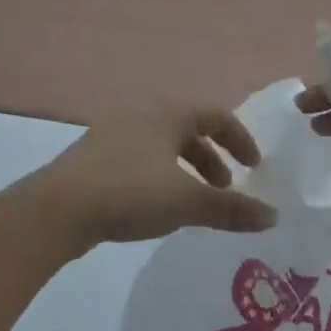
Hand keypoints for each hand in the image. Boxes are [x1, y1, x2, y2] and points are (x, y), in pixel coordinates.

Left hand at [30, 105, 277, 254]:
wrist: (59, 208)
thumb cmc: (131, 193)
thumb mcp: (188, 202)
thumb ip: (232, 209)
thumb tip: (272, 216)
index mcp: (165, 115)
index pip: (214, 115)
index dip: (239, 139)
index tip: (254, 168)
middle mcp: (139, 116)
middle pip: (186, 129)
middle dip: (211, 158)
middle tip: (224, 190)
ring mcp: (111, 135)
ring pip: (161, 146)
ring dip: (184, 170)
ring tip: (193, 204)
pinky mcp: (93, 158)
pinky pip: (138, 160)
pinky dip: (159, 177)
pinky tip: (156, 208)